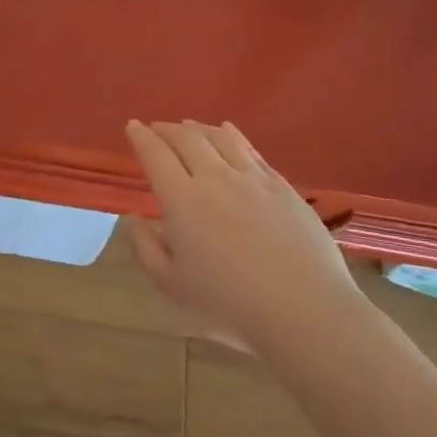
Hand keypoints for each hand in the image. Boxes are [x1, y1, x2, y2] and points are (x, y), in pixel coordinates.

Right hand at [123, 119, 364, 349]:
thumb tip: (136, 218)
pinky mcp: (282, 186)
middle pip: (187, 139)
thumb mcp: (172, 286)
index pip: (155, 155)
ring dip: (199, 127)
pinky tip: (229, 132)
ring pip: (220, 137)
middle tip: (157, 128)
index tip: (133, 126)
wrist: (303, 310)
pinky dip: (233, 135)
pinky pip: (251, 150)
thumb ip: (147, 249)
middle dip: (167, 129)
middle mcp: (215, 178)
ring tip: (189, 126)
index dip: (141, 137)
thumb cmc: (228, 305)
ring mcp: (252, 179)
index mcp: (181, 199)